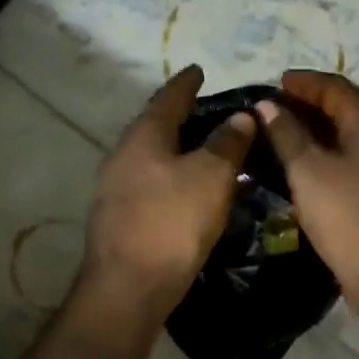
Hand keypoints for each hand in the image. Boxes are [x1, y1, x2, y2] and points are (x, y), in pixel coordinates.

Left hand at [81, 65, 255, 321]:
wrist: (128, 288)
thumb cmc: (172, 222)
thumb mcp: (210, 177)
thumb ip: (227, 143)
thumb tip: (240, 116)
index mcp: (144, 136)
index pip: (168, 98)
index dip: (186, 83)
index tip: (199, 70)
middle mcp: (124, 155)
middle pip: (157, 126)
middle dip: (184, 117)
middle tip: (213, 112)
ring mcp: (117, 188)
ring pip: (156, 158)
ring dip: (183, 151)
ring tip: (212, 151)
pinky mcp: (122, 217)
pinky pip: (155, 184)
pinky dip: (178, 178)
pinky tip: (196, 191)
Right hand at [254, 71, 358, 331]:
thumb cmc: (346, 217)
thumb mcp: (307, 171)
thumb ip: (286, 133)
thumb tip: (268, 106)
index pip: (337, 87)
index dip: (305, 82)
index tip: (276, 82)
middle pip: (348, 108)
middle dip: (312, 103)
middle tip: (277, 106)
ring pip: (353, 134)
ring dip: (321, 128)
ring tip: (287, 133)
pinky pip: (358, 157)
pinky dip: (332, 151)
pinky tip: (310, 165)